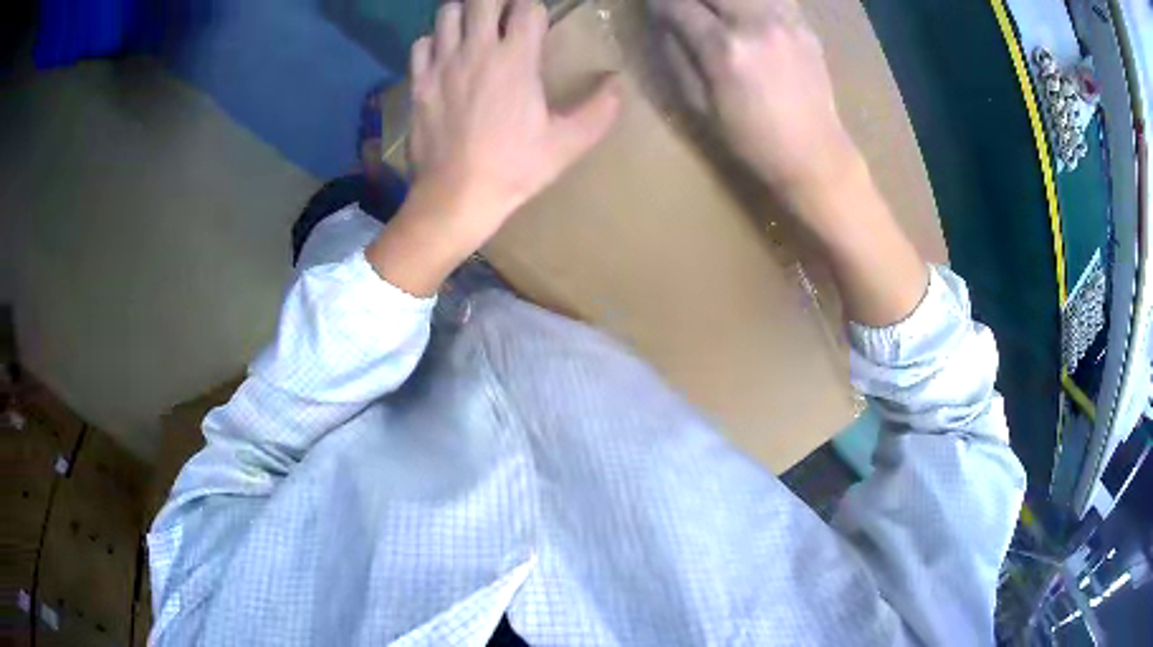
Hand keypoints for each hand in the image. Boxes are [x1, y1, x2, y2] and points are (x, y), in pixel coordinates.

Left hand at [368, 0, 621, 295]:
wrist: (455, 196)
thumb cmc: (513, 168)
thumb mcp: (567, 144)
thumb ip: (599, 111)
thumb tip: (618, 84)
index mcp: (516, 60)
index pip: (526, 7)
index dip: (534, 8)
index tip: (536, 22)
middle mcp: (477, 51)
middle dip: (497, 2)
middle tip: (504, 16)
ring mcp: (443, 64)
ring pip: (448, 13)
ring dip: (464, 14)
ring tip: (475, 29)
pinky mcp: (419, 82)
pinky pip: (422, 43)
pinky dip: (435, 41)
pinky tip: (445, 55)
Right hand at [650, 0, 858, 204]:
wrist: (815, 154)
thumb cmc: (752, 140)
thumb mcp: (700, 106)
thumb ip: (677, 56)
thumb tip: (664, 22)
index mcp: (725, 49)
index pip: (678, 4)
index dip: (658, 2)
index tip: (653, 5)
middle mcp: (756, 24)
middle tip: (684, 8)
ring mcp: (785, 20)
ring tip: (714, 11)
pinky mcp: (804, 25)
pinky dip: (753, 0)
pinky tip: (745, 12)